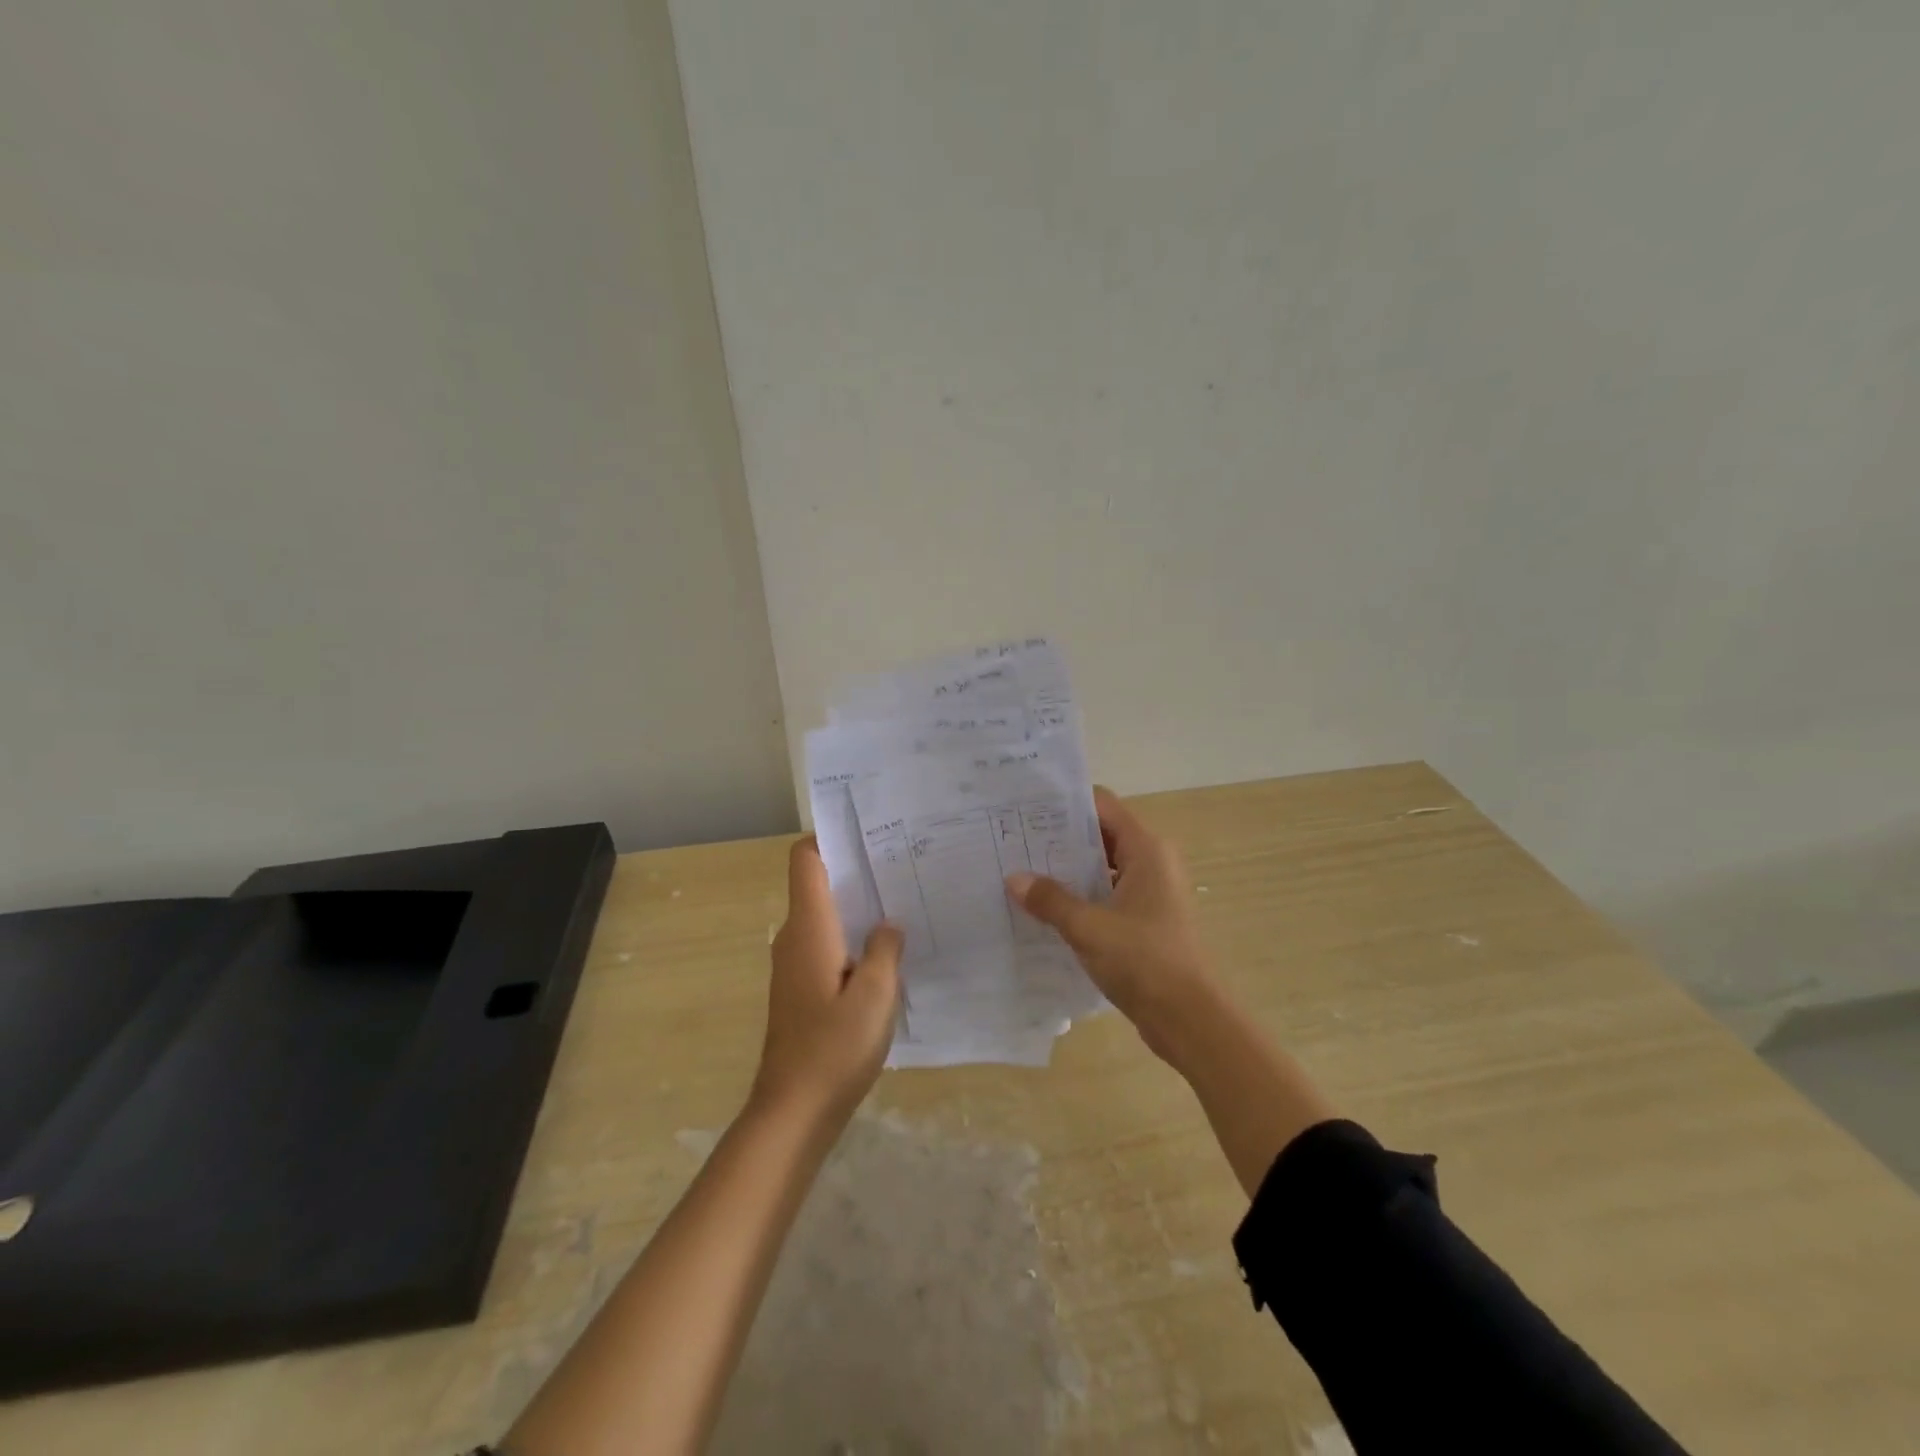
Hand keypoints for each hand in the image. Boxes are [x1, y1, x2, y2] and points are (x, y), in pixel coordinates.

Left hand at [752, 836, 902, 1124]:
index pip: (805, 859)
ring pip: (825, 916)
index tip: (868, 834)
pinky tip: (887, 954)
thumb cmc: (834, 1048)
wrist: (793, 1112)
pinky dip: (852, 938)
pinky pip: (827, 945)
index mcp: (809, 927)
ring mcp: (795, 964)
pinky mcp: (801, 988)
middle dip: (856, 870)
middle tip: (903, 864)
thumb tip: (888, 924)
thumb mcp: (876, 994)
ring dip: (858, 907)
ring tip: (903, 903)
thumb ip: (885, 949)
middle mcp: (795, 937)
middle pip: (818, 883)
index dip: (829, 837)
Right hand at [1006, 787, 1218, 1061]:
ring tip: (1023, 873)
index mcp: (1147, 850)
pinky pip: (1108, 895)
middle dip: (1059, 838)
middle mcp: (1153, 862)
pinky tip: (1047, 909)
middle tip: (1014, 841)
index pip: (1102, 806)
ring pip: (1103, 868)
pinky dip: (1082, 897)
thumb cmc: (1144, 961)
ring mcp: (1151, 893)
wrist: (1190, 1020)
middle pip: (1101, 834)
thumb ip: (1050, 900)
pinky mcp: (1146, 921)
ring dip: (1068, 871)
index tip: (1026, 808)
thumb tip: (1014, 879)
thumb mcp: (1088, 927)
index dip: (1065, 803)